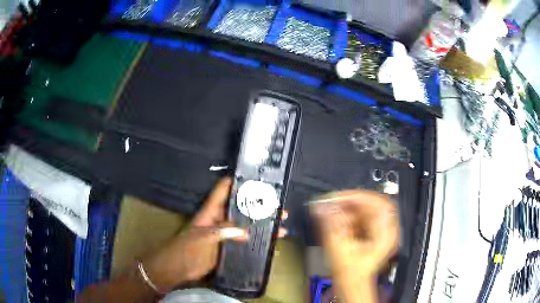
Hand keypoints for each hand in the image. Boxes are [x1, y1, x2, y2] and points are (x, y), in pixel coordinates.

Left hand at [141, 177, 287, 292]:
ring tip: (281, 226)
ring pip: (247, 225)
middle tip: (279, 207)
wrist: (180, 268)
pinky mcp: (228, 247)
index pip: (223, 190)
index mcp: (211, 211)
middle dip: (259, 206)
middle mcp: (220, 219)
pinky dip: (258, 241)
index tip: (256, 178)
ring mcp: (225, 234)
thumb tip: (246, 232)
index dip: (237, 181)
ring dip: (263, 225)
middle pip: (241, 208)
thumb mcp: (203, 238)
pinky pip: (246, 241)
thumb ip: (223, 232)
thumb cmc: (187, 249)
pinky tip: (271, 245)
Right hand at [310, 190, 399, 301]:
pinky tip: (339, 221)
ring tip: (333, 213)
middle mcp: (387, 229)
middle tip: (333, 203)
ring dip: (348, 210)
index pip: (377, 203)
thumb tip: (323, 206)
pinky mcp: (374, 232)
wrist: (352, 284)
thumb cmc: (350, 273)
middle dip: (350, 203)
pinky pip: (363, 217)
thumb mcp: (339, 247)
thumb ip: (331, 224)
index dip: (357, 197)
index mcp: (385, 233)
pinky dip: (350, 216)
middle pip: (371, 205)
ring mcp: (382, 230)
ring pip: (366, 210)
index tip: (338, 198)